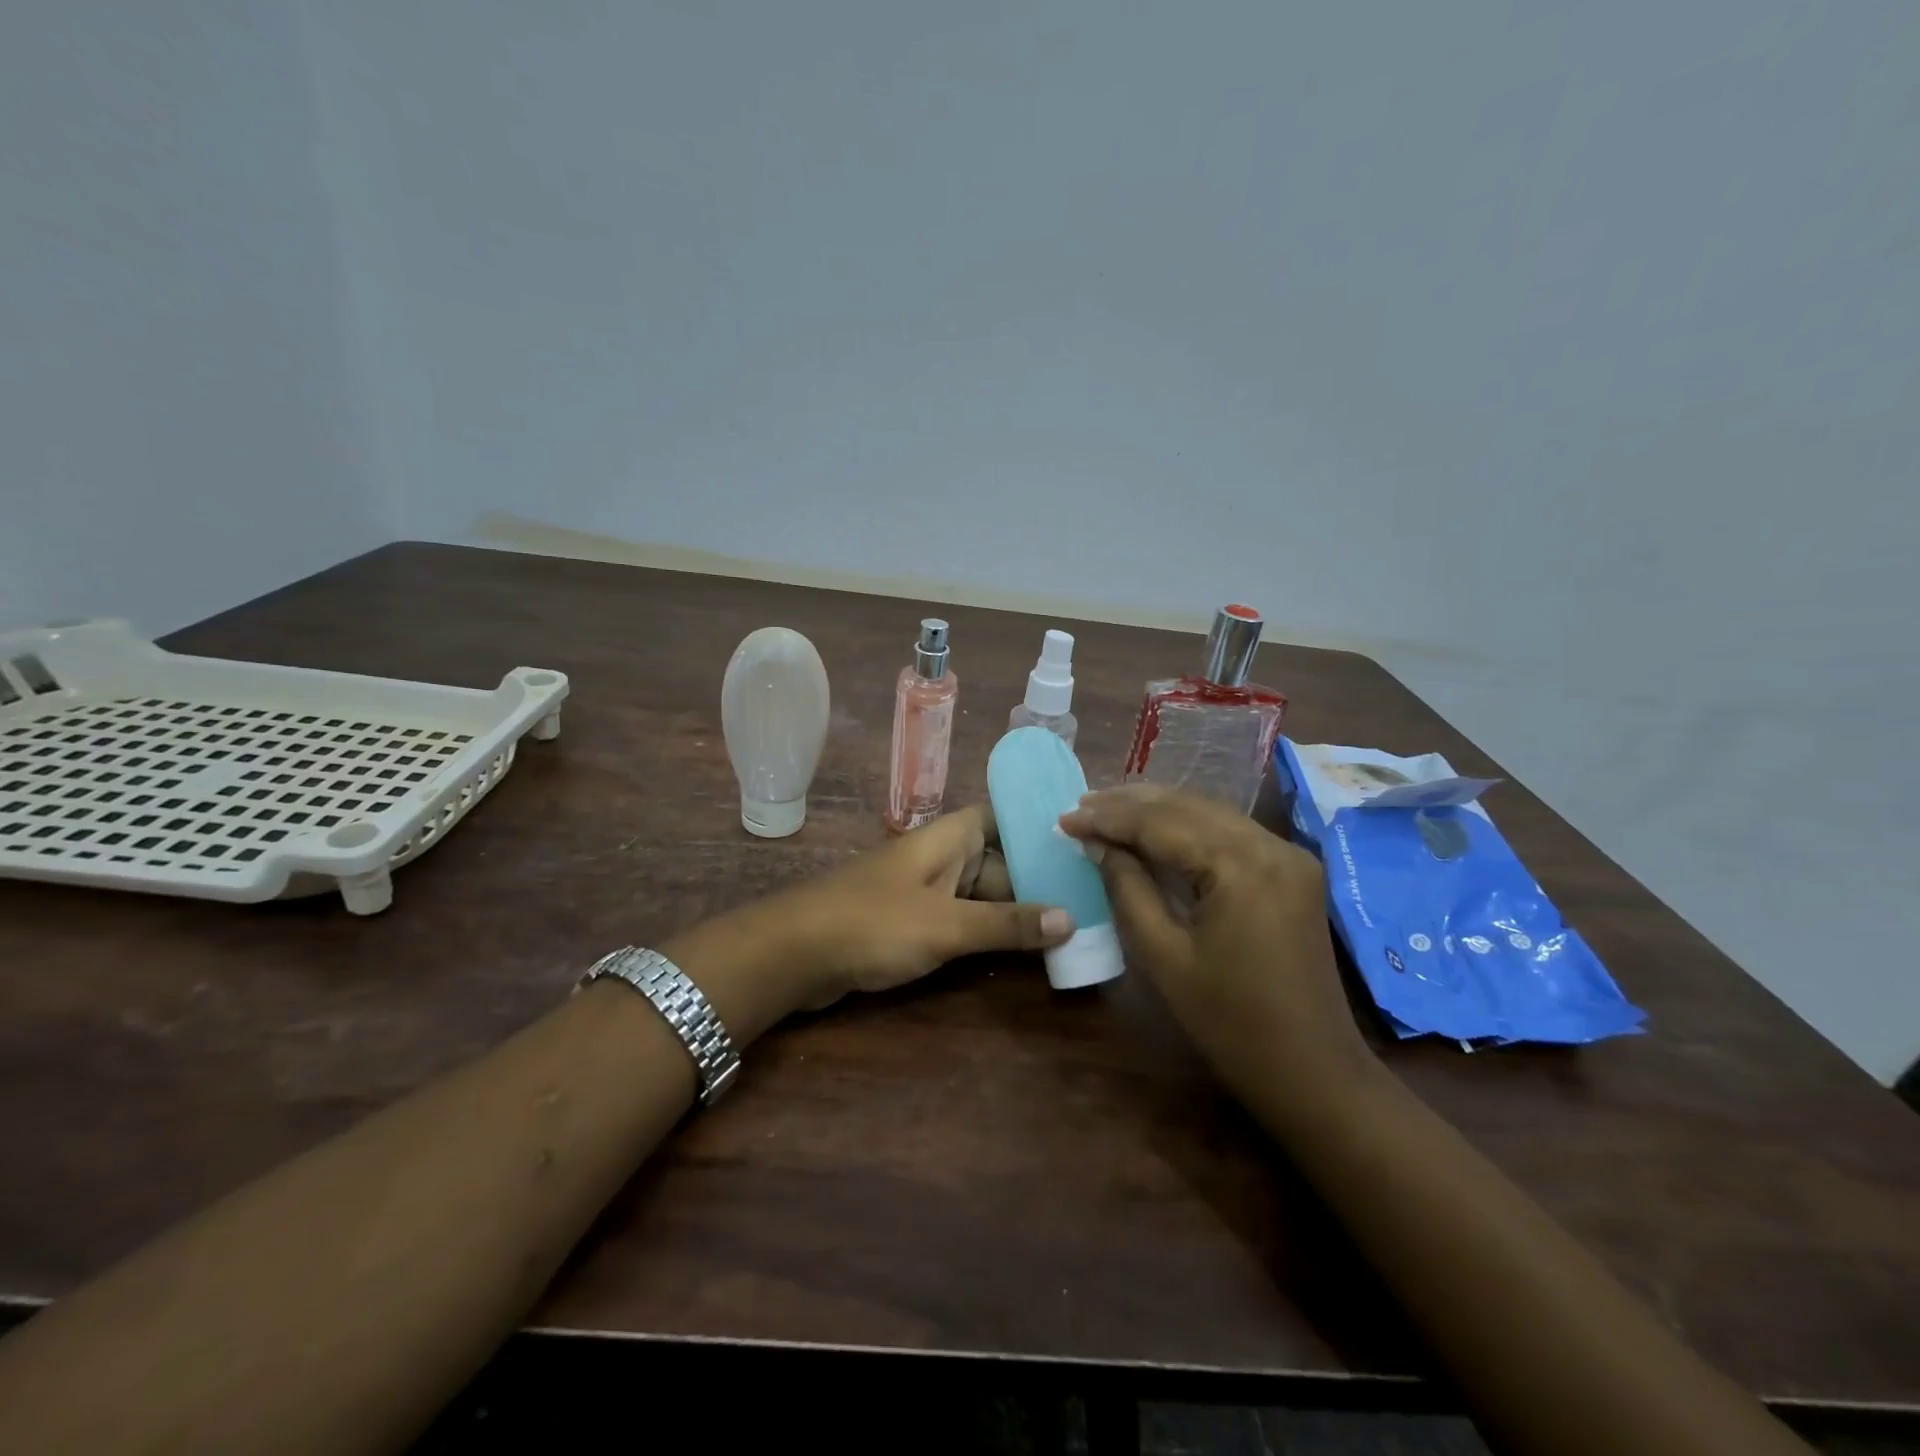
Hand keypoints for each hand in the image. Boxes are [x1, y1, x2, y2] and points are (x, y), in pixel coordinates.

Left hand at [768, 803, 1074, 1008]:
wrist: (793, 953)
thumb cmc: (873, 923)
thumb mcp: (946, 924)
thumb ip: (1007, 923)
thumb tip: (1071, 918)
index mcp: (949, 838)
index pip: (1003, 817)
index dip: (1038, 826)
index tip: (1081, 844)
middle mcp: (941, 857)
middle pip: (1000, 861)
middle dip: (1038, 881)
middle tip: (1092, 903)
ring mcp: (925, 890)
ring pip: (982, 894)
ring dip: (1016, 912)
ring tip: (1071, 930)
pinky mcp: (912, 922)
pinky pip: (962, 920)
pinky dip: (989, 932)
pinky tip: (1021, 952)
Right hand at [1059, 785, 1369, 1094]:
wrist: (1312, 1070)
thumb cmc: (1230, 1022)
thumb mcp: (1164, 955)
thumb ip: (1127, 888)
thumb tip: (1096, 844)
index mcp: (1242, 867)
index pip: (1162, 824)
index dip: (1109, 818)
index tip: (1064, 817)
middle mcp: (1271, 845)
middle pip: (1188, 807)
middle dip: (1130, 804)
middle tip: (1081, 805)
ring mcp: (1288, 854)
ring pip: (1210, 813)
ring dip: (1157, 810)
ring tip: (1107, 810)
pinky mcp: (1292, 868)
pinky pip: (1230, 832)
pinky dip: (1188, 827)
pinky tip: (1155, 829)